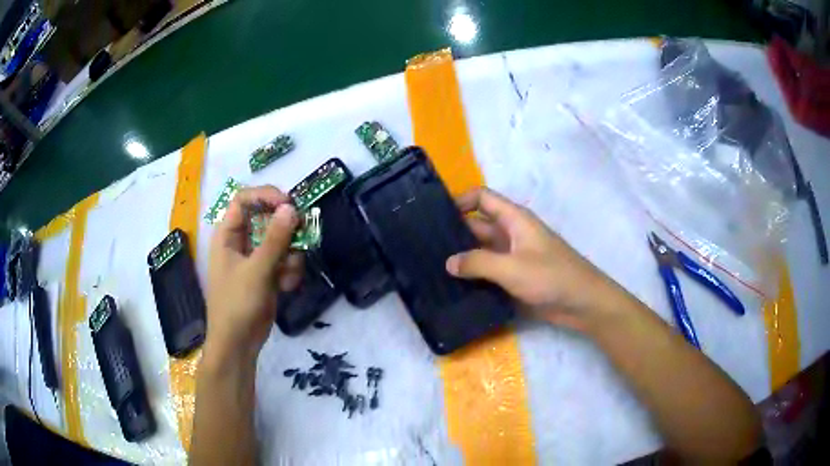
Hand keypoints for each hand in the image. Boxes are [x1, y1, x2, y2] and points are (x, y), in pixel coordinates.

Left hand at [206, 186, 302, 362]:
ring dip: (291, 254)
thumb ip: (274, 239)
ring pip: (279, 239)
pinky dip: (290, 270)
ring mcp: (254, 258)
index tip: (289, 204)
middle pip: (266, 218)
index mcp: (228, 235)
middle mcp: (240, 242)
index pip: (244, 200)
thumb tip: (291, 208)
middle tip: (303, 234)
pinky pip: (284, 259)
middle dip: (285, 228)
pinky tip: (287, 287)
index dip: (266, 196)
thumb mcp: (257, 271)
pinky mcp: (266, 273)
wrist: (239, 343)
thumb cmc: (237, 304)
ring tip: (289, 274)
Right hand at [445, 188, 624, 331]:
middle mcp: (511, 234)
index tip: (434, 214)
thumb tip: (448, 262)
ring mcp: (512, 257)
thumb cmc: (551, 277)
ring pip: (481, 251)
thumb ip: (478, 262)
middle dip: (454, 232)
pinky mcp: (514, 278)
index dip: (460, 201)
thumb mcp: (513, 267)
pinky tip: (453, 286)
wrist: (582, 303)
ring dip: (462, 257)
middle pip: (477, 225)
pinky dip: (473, 275)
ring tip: (432, 266)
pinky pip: (488, 272)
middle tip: (424, 245)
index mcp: (514, 220)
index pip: (482, 198)